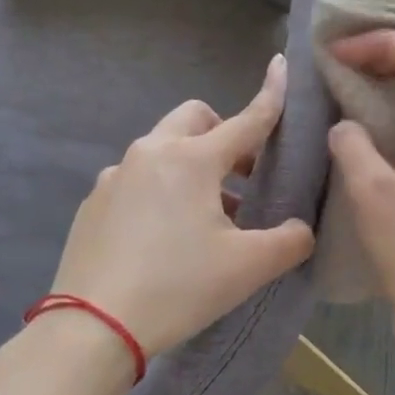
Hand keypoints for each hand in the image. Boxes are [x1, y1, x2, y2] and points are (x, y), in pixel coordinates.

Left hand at [45, 55, 314, 359]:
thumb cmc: (178, 287)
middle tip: (243, 176)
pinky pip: (137, 179)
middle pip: (195, 119)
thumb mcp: (248, 268)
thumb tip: (301, 229)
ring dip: (192, 166)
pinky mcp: (94, 203)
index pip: (245, 120)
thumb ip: (290, 241)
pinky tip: (166, 236)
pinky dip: (161, 189)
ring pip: (163, 149)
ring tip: (208, 216)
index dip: (270, 96)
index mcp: (192, 160)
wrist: (92, 328)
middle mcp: (150, 154)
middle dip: (223, 134)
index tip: (281, 66)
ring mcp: (115, 177)